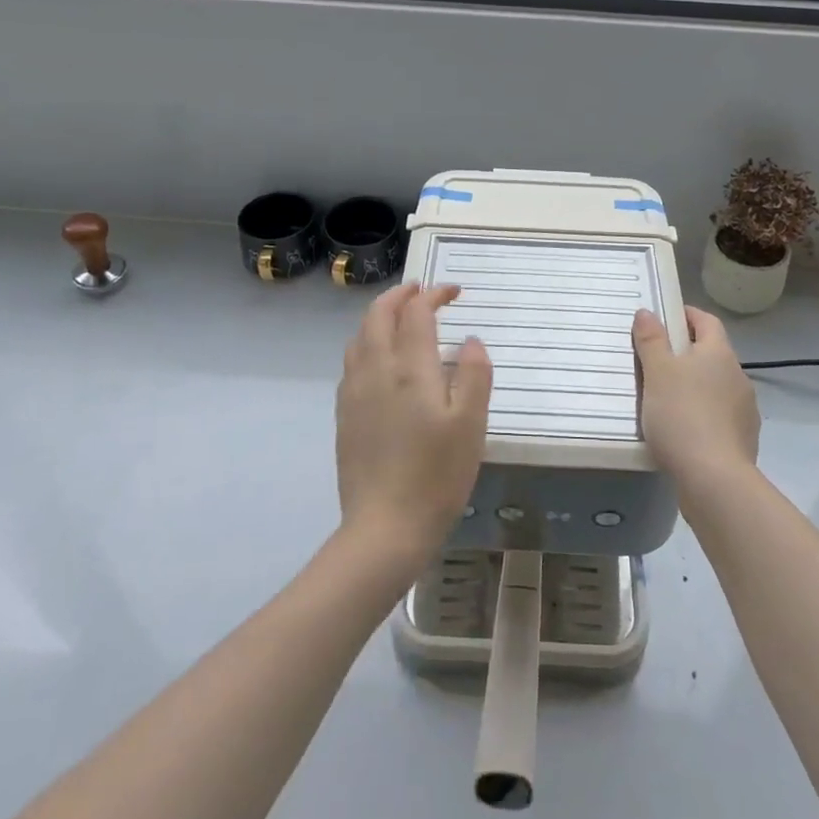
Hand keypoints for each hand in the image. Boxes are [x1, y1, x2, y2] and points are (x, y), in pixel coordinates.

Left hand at [335, 283, 492, 562]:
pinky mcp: (344, 414)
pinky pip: (352, 361)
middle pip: (379, 315)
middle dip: (400, 295)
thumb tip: (470, 340)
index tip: (454, 291)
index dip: (433, 295)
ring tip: (400, 318)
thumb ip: (473, 375)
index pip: (416, 313)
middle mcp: (375, 370)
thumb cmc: (437, 475)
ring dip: (379, 316)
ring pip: (360, 336)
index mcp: (409, 368)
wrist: (384, 527)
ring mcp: (354, 392)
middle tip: (421, 291)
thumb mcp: (471, 424)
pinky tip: (380, 360)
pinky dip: (367, 343)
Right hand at [632, 306, 760, 493]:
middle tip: (654, 361)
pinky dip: (701, 415)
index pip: (707, 321)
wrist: (715, 480)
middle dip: (686, 354)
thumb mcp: (657, 372)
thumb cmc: (682, 415)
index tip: (663, 318)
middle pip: (711, 354)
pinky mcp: (743, 439)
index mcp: (719, 353)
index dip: (686, 315)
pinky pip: (718, 416)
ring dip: (694, 387)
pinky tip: (681, 430)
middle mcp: (738, 376)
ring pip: (715, 387)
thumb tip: (648, 312)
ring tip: (664, 399)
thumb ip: (651, 340)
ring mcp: (744, 410)